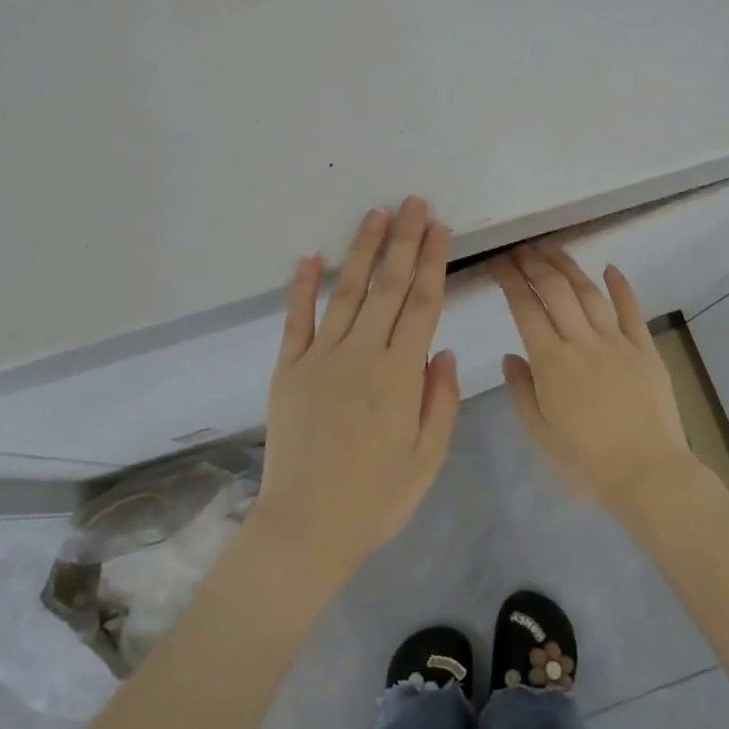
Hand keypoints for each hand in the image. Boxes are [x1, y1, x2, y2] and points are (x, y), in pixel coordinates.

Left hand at [256, 198, 460, 585]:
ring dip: (361, 250)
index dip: (432, 262)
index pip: (421, 304)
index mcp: (399, 375)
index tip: (439, 228)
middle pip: (387, 286)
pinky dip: (300, 287)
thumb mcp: (427, 458)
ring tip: (374, 214)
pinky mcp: (287, 369)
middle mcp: (361, 355)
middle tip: (412, 202)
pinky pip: (295, 320)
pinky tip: (308, 257)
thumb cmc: (376, 498)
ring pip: (345, 292)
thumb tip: (442, 349)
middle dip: (402, 241)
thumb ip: (439, 400)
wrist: (307, 527)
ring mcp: (319, 358)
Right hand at [491, 243, 690, 513]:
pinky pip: (631, 310)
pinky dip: (620, 286)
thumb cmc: (586, 461)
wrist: (647, 474)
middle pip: (555, 290)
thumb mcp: (539, 432)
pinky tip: (610, 268)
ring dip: (569, 266)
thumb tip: (511, 355)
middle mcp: (582, 342)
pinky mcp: (645, 349)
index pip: (525, 308)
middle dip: (534, 264)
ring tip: (552, 248)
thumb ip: (522, 390)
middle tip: (521, 249)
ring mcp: (617, 342)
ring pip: (589, 292)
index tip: (498, 263)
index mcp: (551, 362)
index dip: (510, 280)